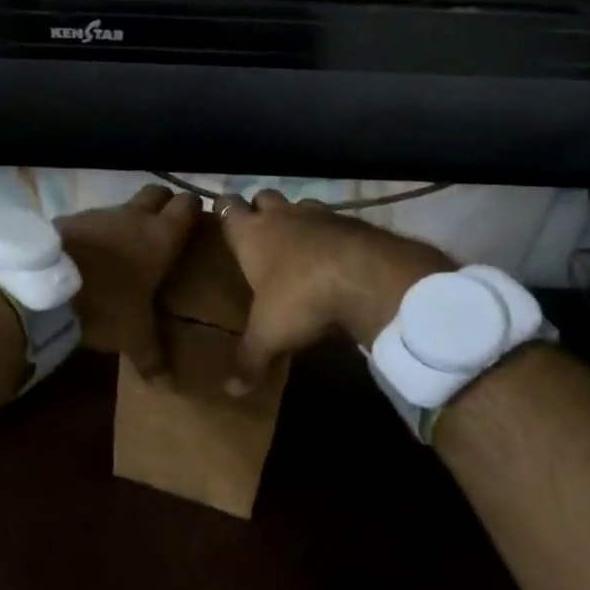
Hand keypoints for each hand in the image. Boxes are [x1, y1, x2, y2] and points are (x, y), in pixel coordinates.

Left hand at [56, 185, 201, 378]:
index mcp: (160, 237)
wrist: (46, 284)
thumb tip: (165, 382)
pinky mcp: (71, 218)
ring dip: (128, 219)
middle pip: (157, 192)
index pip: (187, 205)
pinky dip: (97, 231)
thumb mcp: (133, 336)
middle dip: (164, 203)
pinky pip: (92, 220)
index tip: (197, 219)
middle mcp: (134, 216)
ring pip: (123, 205)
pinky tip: (91, 253)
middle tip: (166, 224)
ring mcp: (100, 213)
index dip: (194, 209)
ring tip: (126, 244)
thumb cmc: (105, 304)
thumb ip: (152, 355)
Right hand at [217, 190, 454, 386]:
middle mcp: (281, 216)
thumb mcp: (269, 335)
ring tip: (299, 244)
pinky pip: (334, 221)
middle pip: (263, 197)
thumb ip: (249, 359)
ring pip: (300, 204)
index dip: (223, 210)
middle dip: (260, 209)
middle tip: (260, 232)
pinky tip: (335, 256)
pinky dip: (331, 233)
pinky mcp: (352, 221)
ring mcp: (319, 214)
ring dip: (298, 218)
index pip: (227, 207)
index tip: (223, 219)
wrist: (366, 275)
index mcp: (251, 234)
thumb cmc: (300, 297)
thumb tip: (229, 392)